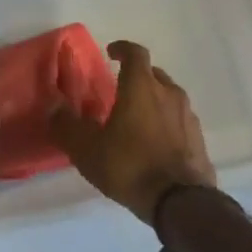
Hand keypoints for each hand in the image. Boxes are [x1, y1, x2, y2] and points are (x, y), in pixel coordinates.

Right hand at [50, 40, 215, 224]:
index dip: (122, 49)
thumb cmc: (130, 166)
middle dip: (136, 77)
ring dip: (152, 100)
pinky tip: (154, 142)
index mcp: (141, 87)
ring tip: (135, 118)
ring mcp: (188, 116)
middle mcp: (169, 93)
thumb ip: (67, 125)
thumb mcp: (87, 149)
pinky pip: (178, 120)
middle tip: (119, 90)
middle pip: (153, 74)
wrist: (180, 202)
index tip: (111, 53)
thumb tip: (54, 107)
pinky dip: (165, 122)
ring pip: (168, 96)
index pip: (135, 53)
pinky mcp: (198, 138)